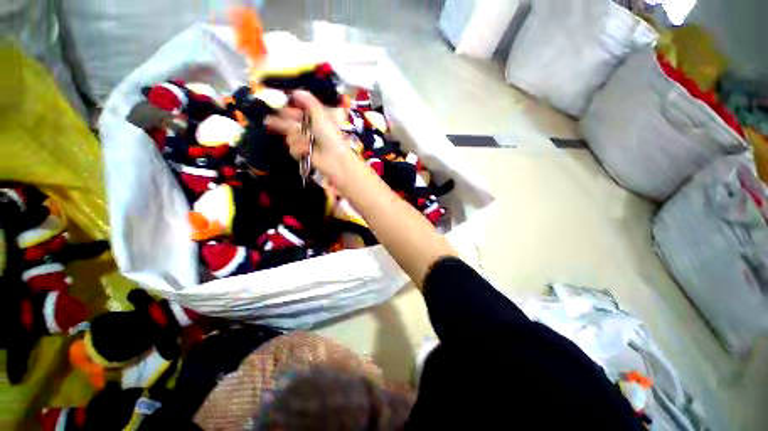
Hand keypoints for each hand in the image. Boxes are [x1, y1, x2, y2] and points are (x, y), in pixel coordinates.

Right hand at [264, 91, 358, 182]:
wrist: (335, 158)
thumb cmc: (330, 135)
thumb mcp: (320, 115)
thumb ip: (309, 102)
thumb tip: (296, 90)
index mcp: (314, 120)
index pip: (297, 113)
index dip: (288, 110)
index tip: (281, 108)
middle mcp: (308, 131)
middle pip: (289, 125)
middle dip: (281, 123)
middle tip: (269, 120)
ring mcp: (305, 143)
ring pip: (290, 137)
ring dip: (298, 139)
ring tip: (308, 143)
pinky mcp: (302, 154)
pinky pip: (292, 149)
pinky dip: (300, 149)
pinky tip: (308, 151)